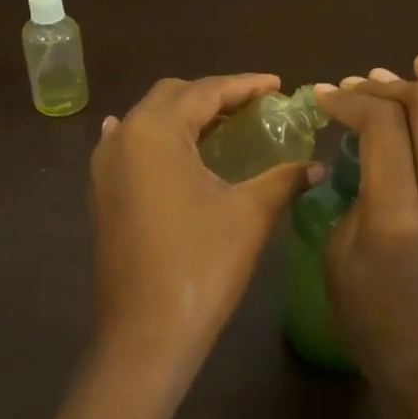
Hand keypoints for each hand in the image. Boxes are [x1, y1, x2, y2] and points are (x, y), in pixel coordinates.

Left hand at [89, 75, 312, 400]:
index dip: (244, 85)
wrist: (146, 333)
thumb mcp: (249, 214)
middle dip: (213, 96)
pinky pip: (129, 148)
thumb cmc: (201, 265)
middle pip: (170, 97)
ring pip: (147, 121)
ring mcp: (104, 168)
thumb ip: (283, 179)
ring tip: (222, 128)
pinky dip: (156, 140)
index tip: (277, 85)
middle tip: (254, 108)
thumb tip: (316, 167)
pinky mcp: (101, 194)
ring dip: (184, 117)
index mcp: (154, 132)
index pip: (205, 92)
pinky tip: (166, 147)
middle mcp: (122, 138)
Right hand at [314, 57, 417, 418]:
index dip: (349, 101)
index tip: (322, 98)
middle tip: (355, 87)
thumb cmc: (375, 321)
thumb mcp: (340, 259)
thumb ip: (352, 197)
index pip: (383, 127)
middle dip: (387, 85)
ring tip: (388, 84)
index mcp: (397, 215)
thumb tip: (363, 157)